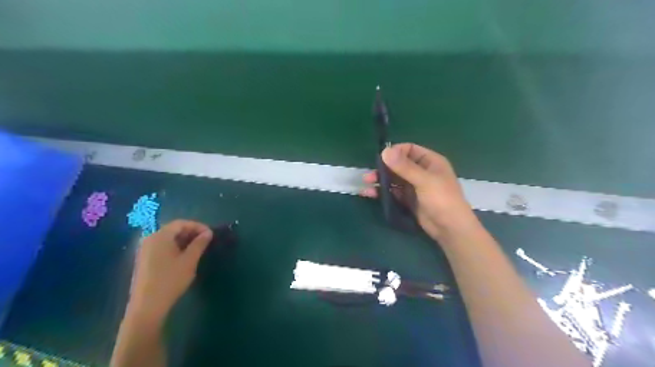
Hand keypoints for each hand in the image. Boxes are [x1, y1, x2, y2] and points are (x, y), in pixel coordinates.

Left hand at [126, 220, 211, 317]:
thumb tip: (208, 233)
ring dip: (184, 240)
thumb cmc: (171, 280)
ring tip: (197, 249)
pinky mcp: (144, 260)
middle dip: (191, 233)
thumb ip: (199, 244)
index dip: (198, 226)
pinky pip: (162, 247)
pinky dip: (175, 247)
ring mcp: (145, 250)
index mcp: (160, 236)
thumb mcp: (189, 260)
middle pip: (173, 229)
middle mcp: (150, 239)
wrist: (147, 306)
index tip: (210, 234)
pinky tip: (184, 257)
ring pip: (168, 239)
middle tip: (205, 241)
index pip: (181, 223)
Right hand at [360, 144, 478, 241]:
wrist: (450, 228)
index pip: (409, 149)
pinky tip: (371, 194)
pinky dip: (383, 192)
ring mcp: (415, 186)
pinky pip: (394, 192)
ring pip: (394, 179)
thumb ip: (404, 167)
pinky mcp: (409, 200)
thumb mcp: (424, 181)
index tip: (381, 158)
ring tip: (366, 184)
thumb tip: (385, 151)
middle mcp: (421, 171)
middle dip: (383, 169)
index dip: (395, 152)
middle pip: (399, 165)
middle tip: (368, 175)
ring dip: (381, 180)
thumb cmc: (442, 199)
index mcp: (430, 161)